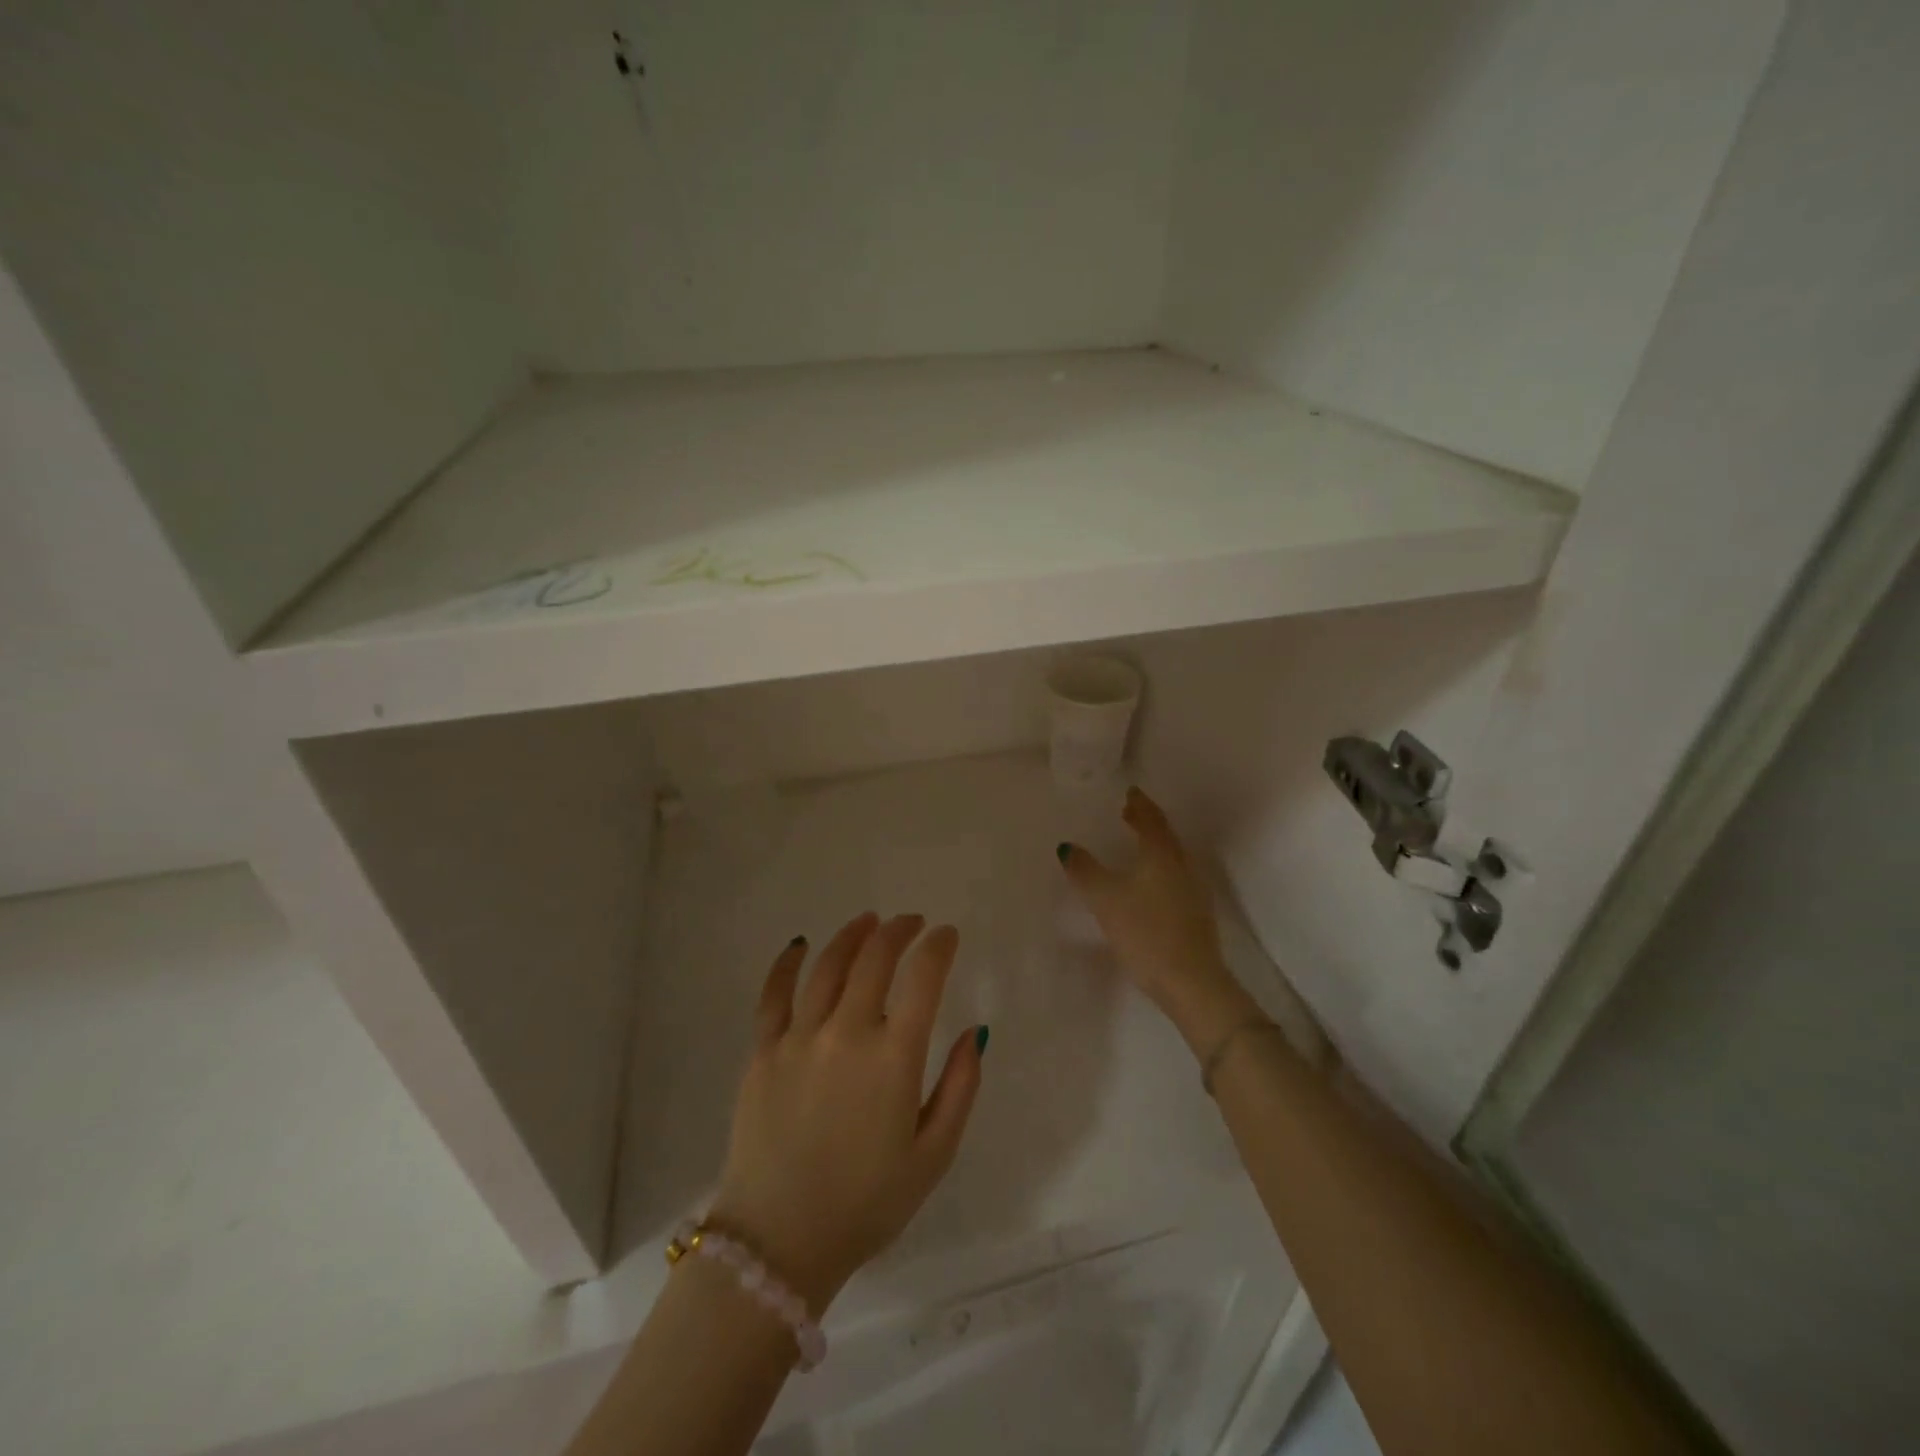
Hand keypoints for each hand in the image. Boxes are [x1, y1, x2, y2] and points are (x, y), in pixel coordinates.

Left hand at [711, 913, 983, 1311]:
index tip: (947, 935)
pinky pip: (774, 994)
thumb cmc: (867, 1203)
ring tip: (869, 921)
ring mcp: (799, 1038)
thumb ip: (960, 1087)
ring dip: (853, 935)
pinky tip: (801, 944)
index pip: (923, 978)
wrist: (780, 1241)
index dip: (938, 947)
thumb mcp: (933, 1155)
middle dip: (899, 931)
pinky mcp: (763, 1051)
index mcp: (894, 1057)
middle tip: (911, 922)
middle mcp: (847, 1033)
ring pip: (828, 965)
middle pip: (875, 959)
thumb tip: (976, 1032)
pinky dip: (789, 963)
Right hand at [1059, 787, 1259, 1052]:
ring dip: (1153, 845)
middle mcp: (1182, 865)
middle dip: (1146, 822)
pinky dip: (1158, 868)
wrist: (1191, 982)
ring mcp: (1193, 891)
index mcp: (1162, 854)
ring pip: (1171, 857)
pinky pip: (1174, 877)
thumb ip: (1085, 870)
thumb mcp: (1105, 899)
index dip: (1139, 804)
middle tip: (1126, 813)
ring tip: (1133, 844)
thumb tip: (1067, 847)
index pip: (1151, 818)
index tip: (1127, 792)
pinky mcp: (1195, 914)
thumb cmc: (1146, 932)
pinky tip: (1146, 883)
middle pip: (1164, 835)